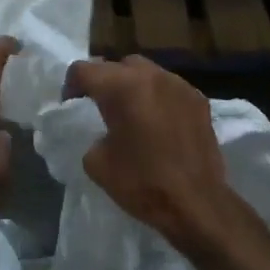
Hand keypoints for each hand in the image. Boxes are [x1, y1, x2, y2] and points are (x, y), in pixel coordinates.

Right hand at [66, 56, 233, 254]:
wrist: (197, 203)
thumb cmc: (142, 182)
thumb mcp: (96, 163)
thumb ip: (91, 135)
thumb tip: (101, 132)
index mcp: (120, 87)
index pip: (83, 70)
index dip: (71, 86)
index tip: (72, 106)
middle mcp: (150, 75)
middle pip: (117, 65)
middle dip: (105, 81)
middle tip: (102, 107)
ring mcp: (178, 84)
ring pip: (147, 72)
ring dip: (134, 86)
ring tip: (133, 113)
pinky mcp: (199, 99)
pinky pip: (170, 88)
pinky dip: (159, 98)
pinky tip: (160, 123)